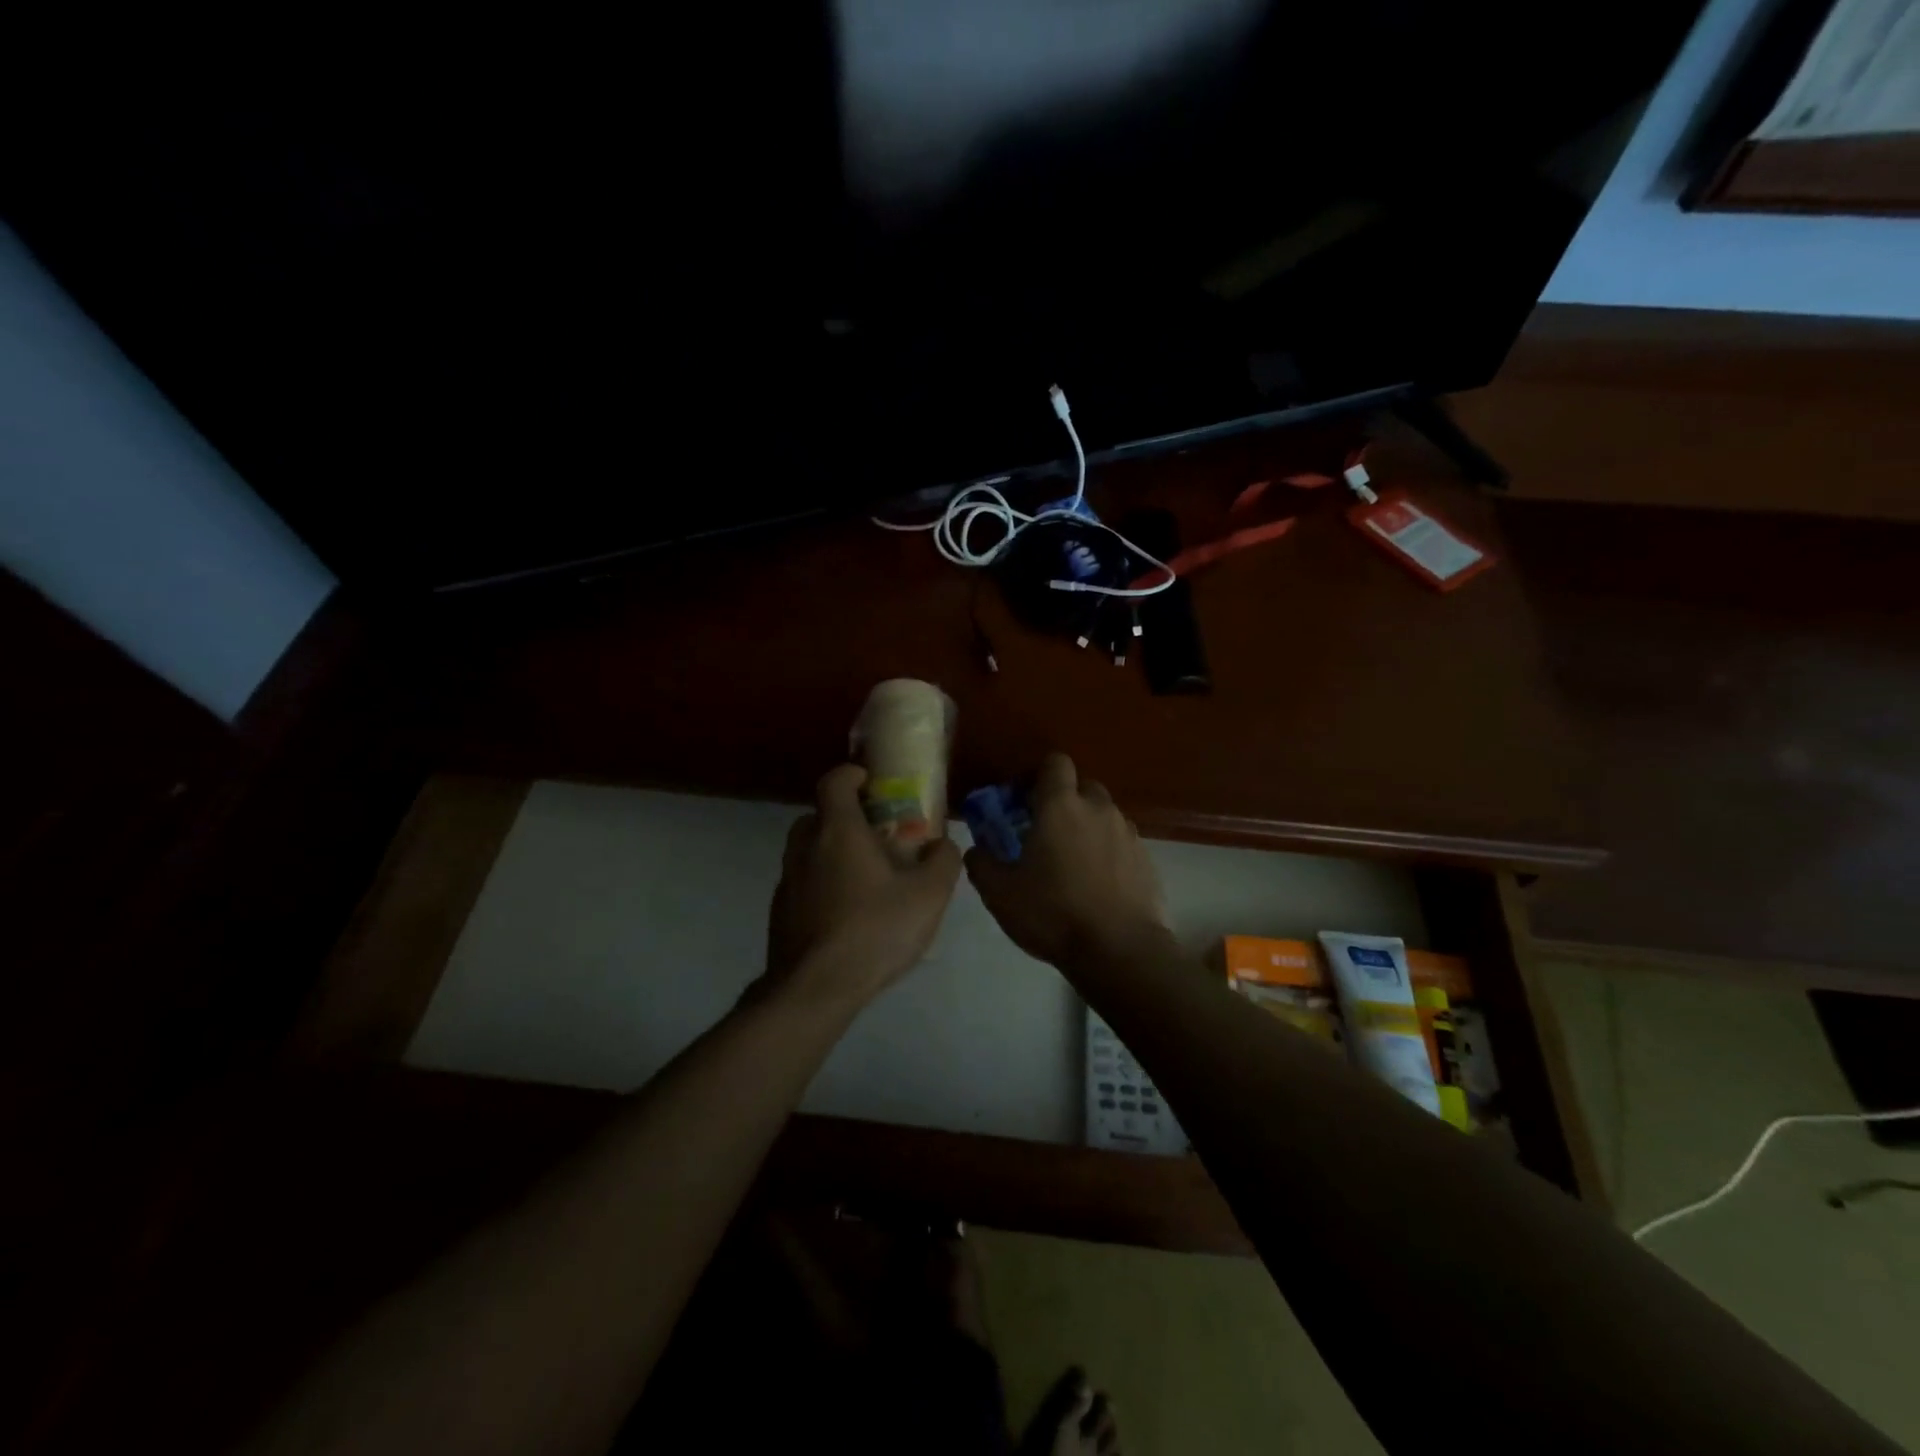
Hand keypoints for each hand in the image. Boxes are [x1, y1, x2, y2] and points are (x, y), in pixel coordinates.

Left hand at [764, 764, 962, 1009]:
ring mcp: (787, 881)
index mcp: (837, 831)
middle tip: (876, 834)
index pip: (834, 781)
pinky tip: (847, 913)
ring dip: (832, 852)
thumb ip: (943, 861)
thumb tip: (943, 844)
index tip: (871, 780)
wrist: (815, 989)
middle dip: (845, 817)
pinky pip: (804, 883)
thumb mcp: (928, 896)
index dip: (851, 773)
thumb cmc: (874, 930)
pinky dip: (822, 884)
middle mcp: (805, 847)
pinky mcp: (780, 912)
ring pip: (808, 850)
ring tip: (865, 877)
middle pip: (819, 815)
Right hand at [965, 753, 1171, 972]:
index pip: (1054, 763)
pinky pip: (1121, 843)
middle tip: (1045, 833)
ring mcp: (1127, 833)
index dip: (1037, 775)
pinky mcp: (1146, 859)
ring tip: (1072, 864)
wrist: (1119, 950)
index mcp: (1061, 806)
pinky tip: (1097, 885)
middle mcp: (1098, 809)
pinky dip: (1108, 853)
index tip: (1022, 801)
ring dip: (1087, 828)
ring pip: (1103, 816)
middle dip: (1064, 802)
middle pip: (1082, 787)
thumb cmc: (1053, 913)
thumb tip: (976, 849)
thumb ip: (982, 862)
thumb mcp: (1000, 893)